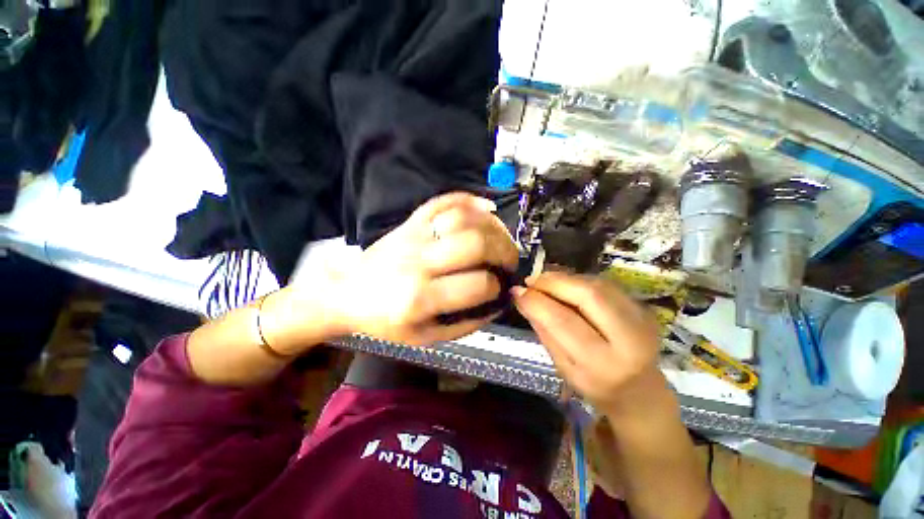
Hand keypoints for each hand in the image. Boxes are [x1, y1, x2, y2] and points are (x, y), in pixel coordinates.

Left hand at [328, 192, 518, 345]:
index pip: (477, 284)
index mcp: (420, 298)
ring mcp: (414, 235)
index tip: (500, 289)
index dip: (497, 287)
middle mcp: (419, 261)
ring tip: (500, 240)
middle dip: (504, 252)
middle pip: (475, 243)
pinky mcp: (411, 221)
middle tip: (509, 261)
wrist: (347, 293)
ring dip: (492, 227)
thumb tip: (498, 304)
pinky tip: (485, 210)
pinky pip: (444, 200)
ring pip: (463, 217)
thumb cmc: (386, 320)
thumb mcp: (425, 337)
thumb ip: (465, 324)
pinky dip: (470, 200)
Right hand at [511, 272, 662, 413]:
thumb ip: (543, 330)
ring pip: (597, 284)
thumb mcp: (562, 366)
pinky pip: (604, 284)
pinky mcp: (642, 307)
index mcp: (603, 364)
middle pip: (588, 294)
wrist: (641, 392)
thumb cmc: (595, 385)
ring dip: (565, 278)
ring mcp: (641, 319)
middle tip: (531, 281)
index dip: (537, 301)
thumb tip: (522, 298)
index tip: (517, 291)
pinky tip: (565, 285)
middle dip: (553, 282)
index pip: (564, 321)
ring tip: (544, 282)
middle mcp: (629, 338)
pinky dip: (579, 280)